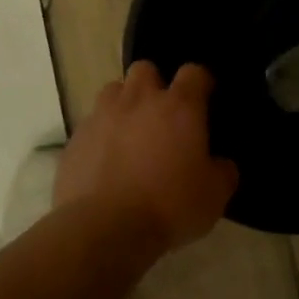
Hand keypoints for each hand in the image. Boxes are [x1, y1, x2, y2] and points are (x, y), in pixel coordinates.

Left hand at [56, 61, 238, 251]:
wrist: (104, 229)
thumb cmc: (169, 206)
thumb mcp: (214, 196)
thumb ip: (222, 172)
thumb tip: (220, 164)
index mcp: (179, 107)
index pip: (194, 73)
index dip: (201, 82)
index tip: (205, 99)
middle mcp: (139, 100)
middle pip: (145, 69)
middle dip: (154, 85)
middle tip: (162, 115)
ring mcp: (102, 116)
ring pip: (113, 91)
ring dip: (124, 104)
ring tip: (130, 132)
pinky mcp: (75, 138)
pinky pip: (91, 124)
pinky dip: (101, 135)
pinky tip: (106, 161)